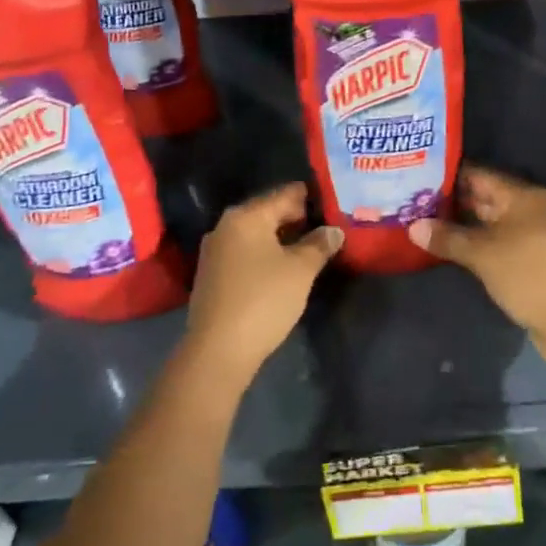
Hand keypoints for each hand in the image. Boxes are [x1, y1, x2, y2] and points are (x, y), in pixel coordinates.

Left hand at [184, 182, 342, 387]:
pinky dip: (265, 253)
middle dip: (294, 217)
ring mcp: (215, 252)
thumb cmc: (263, 299)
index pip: (283, 195)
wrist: (218, 350)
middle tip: (323, 221)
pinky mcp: (212, 276)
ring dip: (280, 237)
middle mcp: (225, 226)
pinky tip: (282, 266)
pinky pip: (245, 253)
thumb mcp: (300, 270)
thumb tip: (333, 230)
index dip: (307, 196)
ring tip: (308, 244)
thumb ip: (319, 245)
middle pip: (267, 212)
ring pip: (255, 234)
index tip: (329, 197)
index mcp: (246, 216)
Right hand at [409, 166, 545, 362]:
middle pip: (483, 197)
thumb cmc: (529, 274)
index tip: (417, 176)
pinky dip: (473, 243)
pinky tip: (447, 247)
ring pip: (487, 222)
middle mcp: (527, 209)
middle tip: (412, 200)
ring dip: (460, 224)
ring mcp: (529, 235)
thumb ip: (447, 238)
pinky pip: (494, 242)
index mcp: (522, 196)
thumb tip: (412, 227)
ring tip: (421, 222)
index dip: (448, 175)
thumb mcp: (483, 254)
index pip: (478, 175)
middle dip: (450, 201)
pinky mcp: (528, 259)